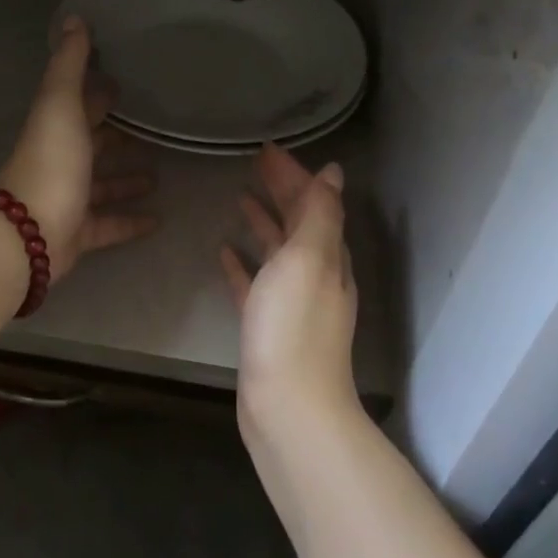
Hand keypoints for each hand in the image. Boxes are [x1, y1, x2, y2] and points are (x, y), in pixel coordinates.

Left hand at [0, 17, 157, 282]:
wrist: (28, 233)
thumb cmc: (50, 162)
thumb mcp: (60, 105)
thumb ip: (69, 65)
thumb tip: (74, 18)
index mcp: (56, 128)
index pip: (80, 105)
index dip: (99, 94)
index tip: (125, 83)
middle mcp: (61, 161)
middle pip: (92, 145)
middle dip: (117, 137)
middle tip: (152, 130)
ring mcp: (69, 199)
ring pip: (102, 186)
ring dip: (126, 179)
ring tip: (159, 175)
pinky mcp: (79, 233)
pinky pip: (109, 225)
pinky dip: (131, 221)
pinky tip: (158, 220)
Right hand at [220, 144, 359, 438]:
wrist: (288, 407)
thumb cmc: (293, 326)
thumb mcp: (309, 259)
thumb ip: (320, 214)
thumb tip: (333, 171)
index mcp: (327, 256)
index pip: (313, 202)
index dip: (293, 174)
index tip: (267, 150)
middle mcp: (314, 275)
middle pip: (298, 222)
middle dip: (280, 190)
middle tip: (255, 164)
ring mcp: (291, 303)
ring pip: (278, 251)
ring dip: (263, 222)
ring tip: (240, 198)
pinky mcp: (267, 326)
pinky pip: (255, 284)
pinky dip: (243, 264)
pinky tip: (224, 253)